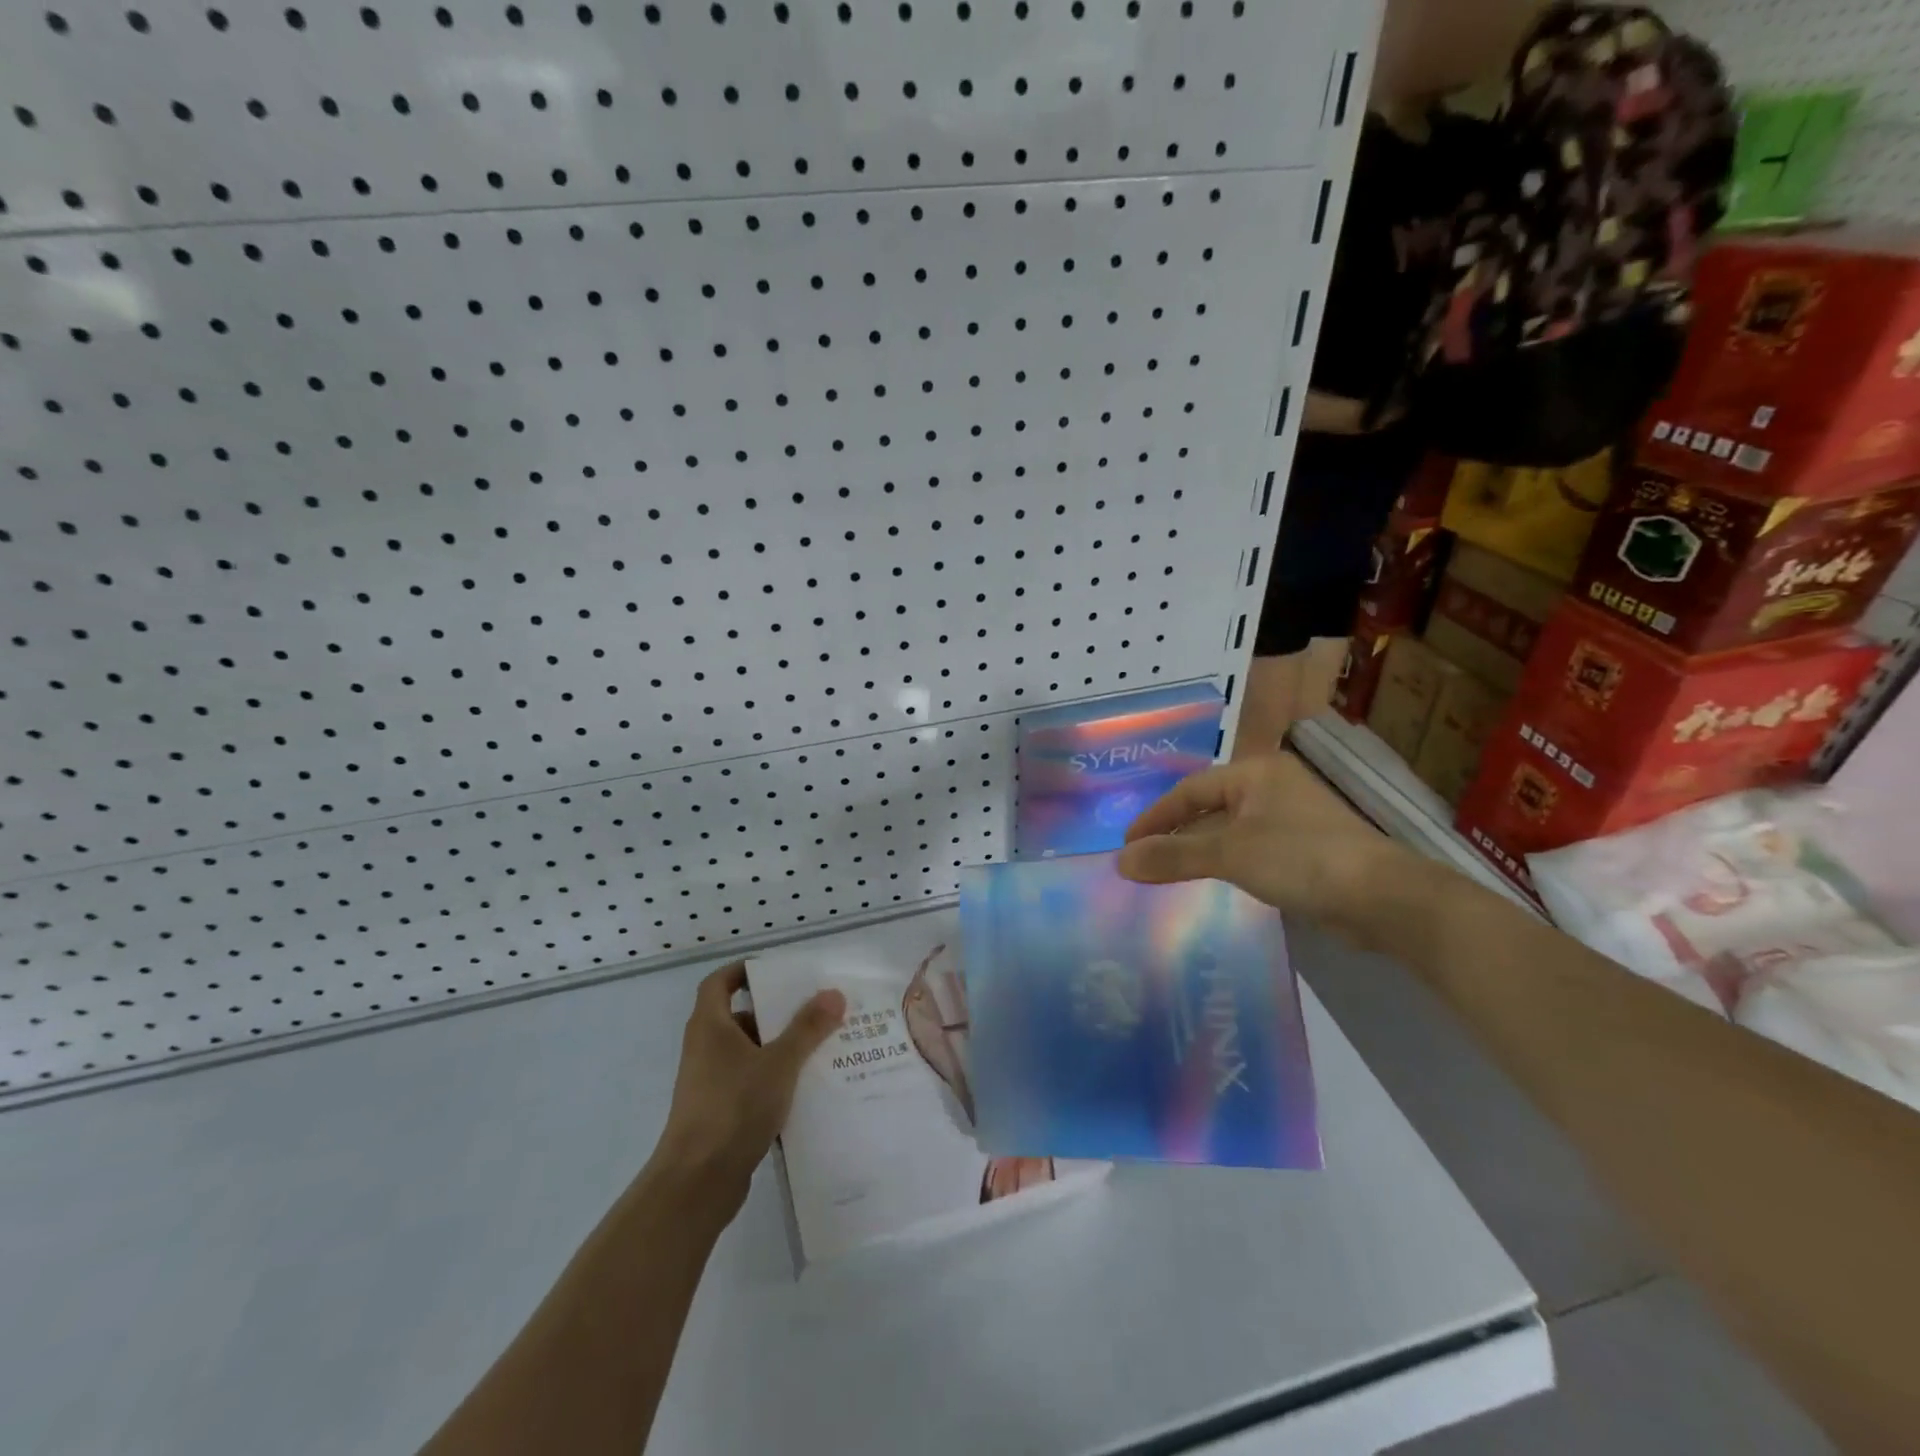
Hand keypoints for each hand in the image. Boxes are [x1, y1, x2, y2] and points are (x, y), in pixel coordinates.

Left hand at [652, 962, 845, 1210]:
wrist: (697, 1183)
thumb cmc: (733, 1107)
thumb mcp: (779, 1062)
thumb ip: (807, 1028)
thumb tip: (834, 993)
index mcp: (710, 1026)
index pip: (719, 982)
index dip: (744, 971)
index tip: (777, 970)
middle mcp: (705, 1049)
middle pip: (740, 1017)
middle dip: (776, 1012)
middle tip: (814, 1008)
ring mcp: (709, 1083)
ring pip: (748, 1053)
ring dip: (779, 1048)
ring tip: (820, 1045)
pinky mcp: (719, 1113)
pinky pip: (750, 1083)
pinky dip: (774, 1079)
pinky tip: (807, 1088)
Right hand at [1118, 752, 1399, 924]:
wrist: (1385, 900)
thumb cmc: (1302, 859)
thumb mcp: (1229, 855)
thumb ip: (1173, 856)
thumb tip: (1120, 861)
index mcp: (1256, 773)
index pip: (1189, 790)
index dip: (1155, 817)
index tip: (1127, 845)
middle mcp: (1272, 788)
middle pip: (1208, 808)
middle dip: (1174, 835)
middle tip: (1142, 860)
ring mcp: (1291, 819)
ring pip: (1228, 831)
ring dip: (1197, 852)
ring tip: (1166, 874)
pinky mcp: (1304, 850)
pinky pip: (1249, 851)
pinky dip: (1224, 864)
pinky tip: (1210, 884)